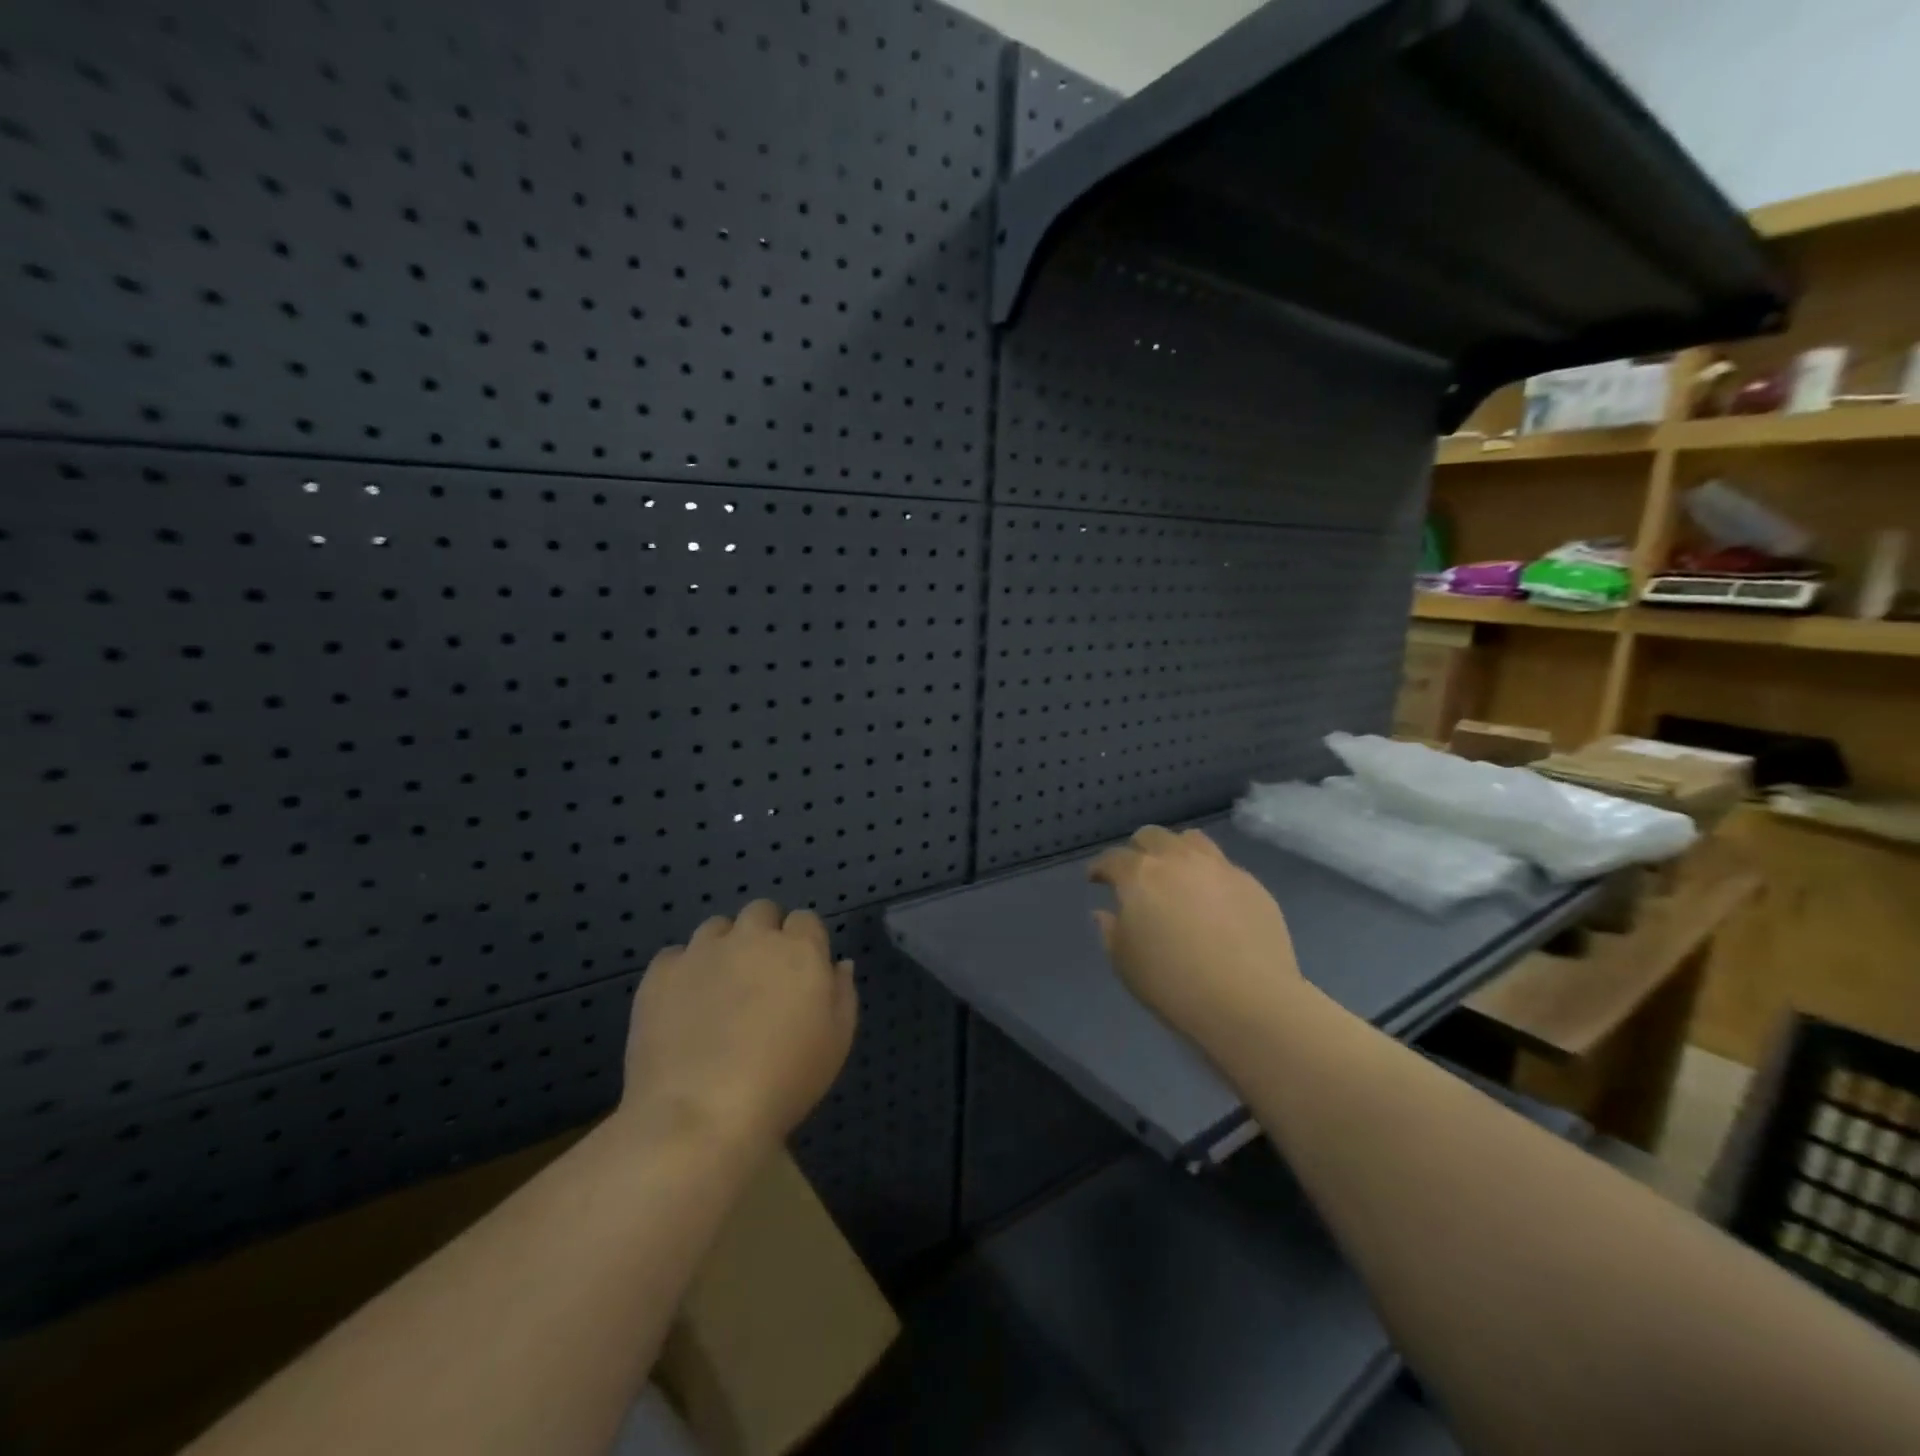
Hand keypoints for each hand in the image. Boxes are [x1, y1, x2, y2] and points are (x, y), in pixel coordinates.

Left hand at [619, 900, 857, 1153]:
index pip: (805, 920)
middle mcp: (751, 937)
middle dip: (763, 933)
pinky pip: (674, 956)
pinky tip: (683, 1006)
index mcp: (799, 950)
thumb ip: (843, 993)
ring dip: (723, 947)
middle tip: (761, 977)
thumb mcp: (836, 1043)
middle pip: (760, 911)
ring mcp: (702, 951)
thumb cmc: (784, 1081)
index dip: (803, 943)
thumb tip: (838, 964)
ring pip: (716, 928)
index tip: (799, 974)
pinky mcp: (660, 973)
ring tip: (718, 990)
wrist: (701, 1115)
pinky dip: (682, 972)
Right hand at [1089, 826, 1304, 1052]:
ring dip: (1175, 851)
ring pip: (1191, 840)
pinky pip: (1222, 866)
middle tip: (1136, 874)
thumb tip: (1106, 912)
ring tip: (1176, 874)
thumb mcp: (1125, 962)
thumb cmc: (1173, 984)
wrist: (1248, 1002)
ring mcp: (1219, 867)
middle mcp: (1177, 859)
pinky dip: (1208, 874)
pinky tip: (1212, 900)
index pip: (1112, 858)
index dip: (1100, 868)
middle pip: (1152, 836)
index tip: (1096, 879)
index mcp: (1139, 875)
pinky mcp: (1251, 883)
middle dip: (1138, 851)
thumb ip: (1110, 930)